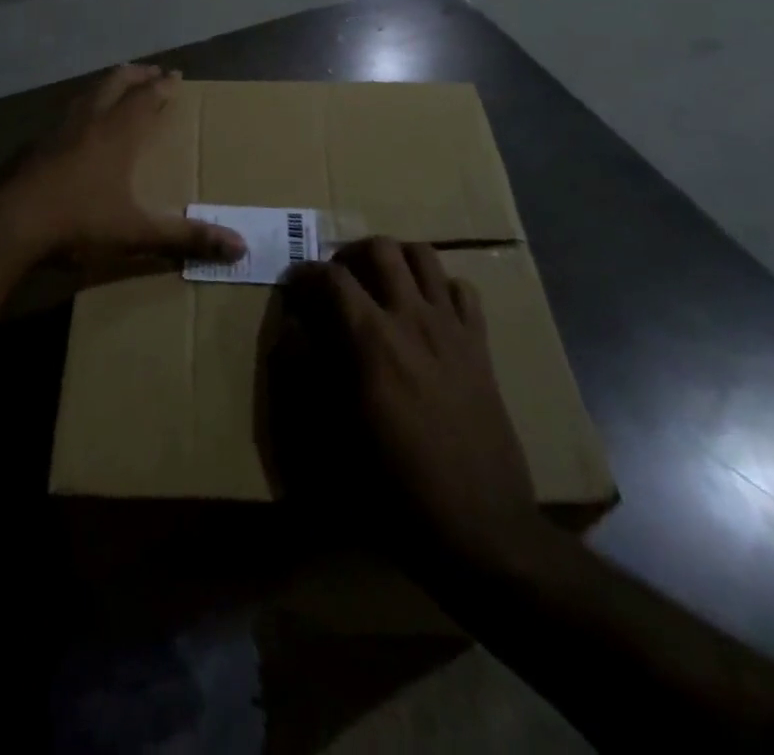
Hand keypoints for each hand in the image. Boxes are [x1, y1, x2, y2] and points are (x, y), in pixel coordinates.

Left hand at [7, 65, 244, 263]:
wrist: (12, 225)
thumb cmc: (80, 222)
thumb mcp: (138, 233)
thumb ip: (187, 237)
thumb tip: (242, 246)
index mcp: (118, 133)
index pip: (147, 97)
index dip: (163, 85)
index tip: (176, 75)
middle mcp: (90, 121)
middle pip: (116, 83)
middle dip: (137, 75)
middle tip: (151, 71)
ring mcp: (58, 129)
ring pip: (87, 93)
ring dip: (107, 85)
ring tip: (116, 87)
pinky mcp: (35, 144)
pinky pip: (65, 114)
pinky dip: (81, 108)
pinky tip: (77, 126)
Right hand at [272, 238, 539, 578]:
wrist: (479, 525)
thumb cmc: (394, 486)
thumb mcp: (332, 436)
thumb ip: (307, 371)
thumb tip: (293, 329)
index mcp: (371, 339)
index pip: (330, 277)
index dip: (304, 274)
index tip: (293, 286)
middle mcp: (412, 318)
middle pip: (381, 248)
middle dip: (350, 254)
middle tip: (337, 281)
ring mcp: (451, 327)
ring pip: (424, 255)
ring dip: (395, 258)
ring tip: (379, 283)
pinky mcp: (480, 345)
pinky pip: (462, 289)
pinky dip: (439, 286)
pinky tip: (426, 310)